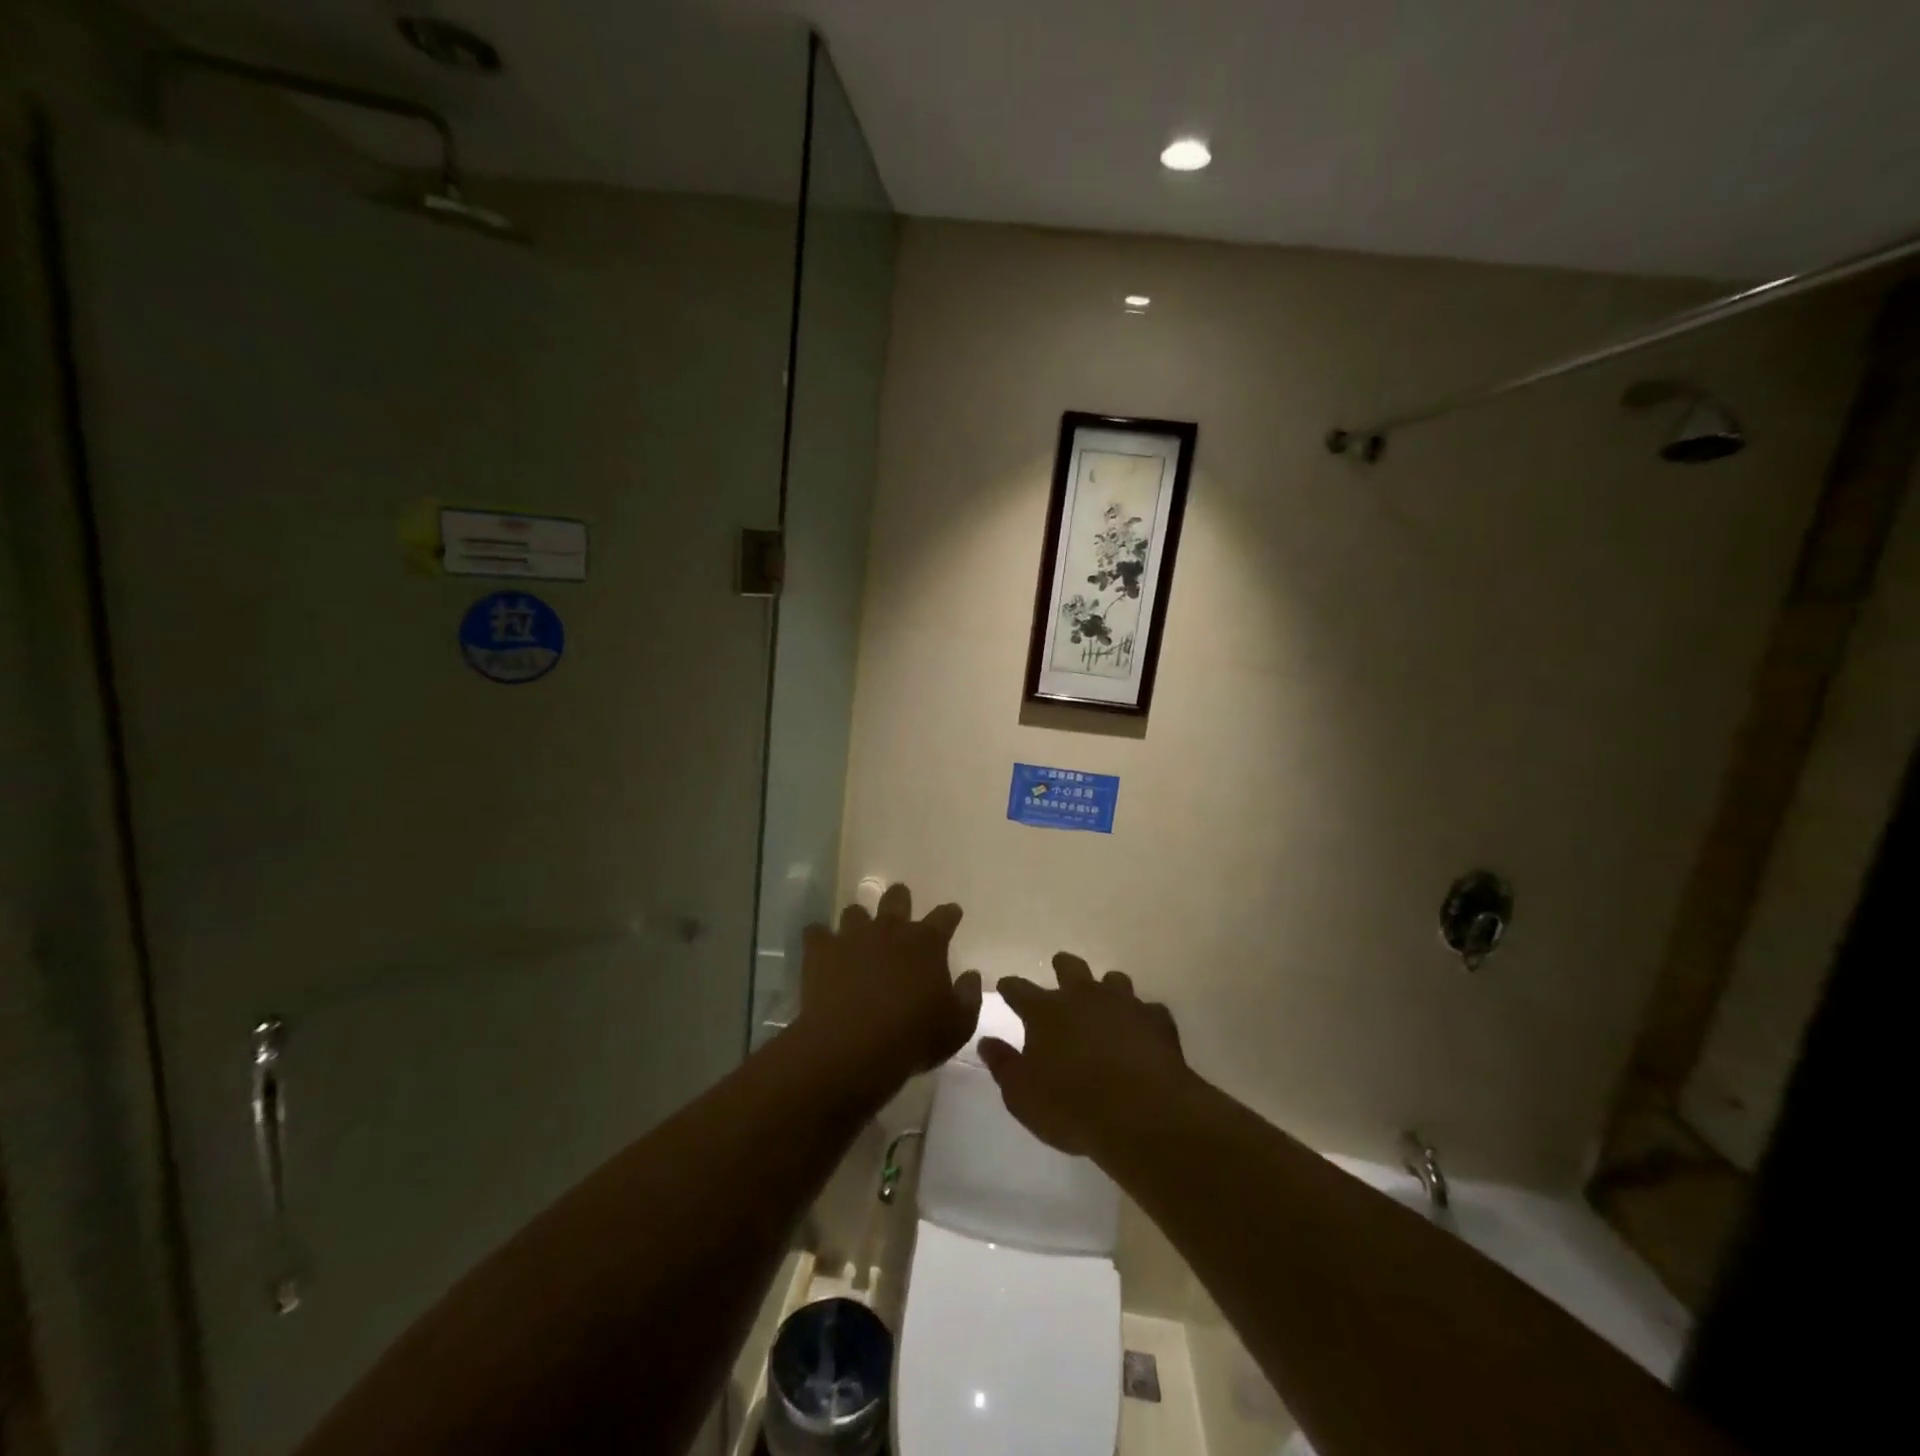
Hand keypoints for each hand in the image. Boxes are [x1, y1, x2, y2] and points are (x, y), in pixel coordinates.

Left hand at [795, 883, 981, 1093]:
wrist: (853, 1047)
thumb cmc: (913, 1037)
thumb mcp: (957, 1026)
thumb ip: (968, 997)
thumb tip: (971, 975)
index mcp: (927, 943)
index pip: (944, 916)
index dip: (949, 914)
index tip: (952, 914)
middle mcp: (891, 929)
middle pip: (896, 898)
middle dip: (900, 899)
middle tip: (900, 908)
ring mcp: (853, 936)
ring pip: (855, 911)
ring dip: (858, 920)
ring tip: (857, 935)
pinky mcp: (821, 950)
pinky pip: (816, 932)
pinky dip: (819, 939)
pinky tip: (821, 949)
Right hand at [979, 953, 1190, 1160]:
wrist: (1142, 1114)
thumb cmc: (1072, 1107)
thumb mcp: (1022, 1095)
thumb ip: (1003, 1065)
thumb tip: (986, 1042)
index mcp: (1045, 1011)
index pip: (1018, 989)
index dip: (1010, 988)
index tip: (1006, 987)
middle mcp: (1083, 996)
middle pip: (1070, 966)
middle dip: (1062, 967)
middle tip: (1059, 971)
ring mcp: (1123, 1004)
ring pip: (1113, 980)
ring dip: (1106, 989)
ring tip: (1105, 1003)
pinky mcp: (1157, 1020)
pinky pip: (1148, 1010)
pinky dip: (1142, 1019)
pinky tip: (1142, 1033)